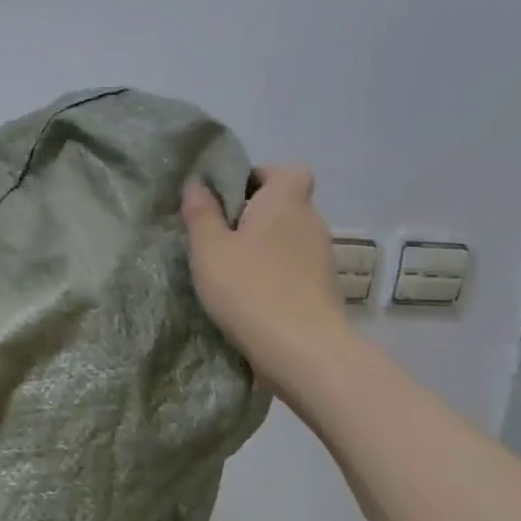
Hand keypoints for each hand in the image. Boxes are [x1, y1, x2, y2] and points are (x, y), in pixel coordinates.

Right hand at [181, 166, 351, 379]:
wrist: (303, 351)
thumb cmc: (250, 289)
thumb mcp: (209, 249)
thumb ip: (201, 213)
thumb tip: (197, 184)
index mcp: (285, 202)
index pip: (288, 169)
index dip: (261, 176)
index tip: (230, 197)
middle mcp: (311, 222)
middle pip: (285, 204)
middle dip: (254, 214)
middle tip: (218, 236)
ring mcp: (321, 257)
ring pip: (288, 237)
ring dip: (263, 246)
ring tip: (229, 271)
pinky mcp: (323, 289)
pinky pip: (294, 266)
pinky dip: (274, 273)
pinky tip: (250, 296)